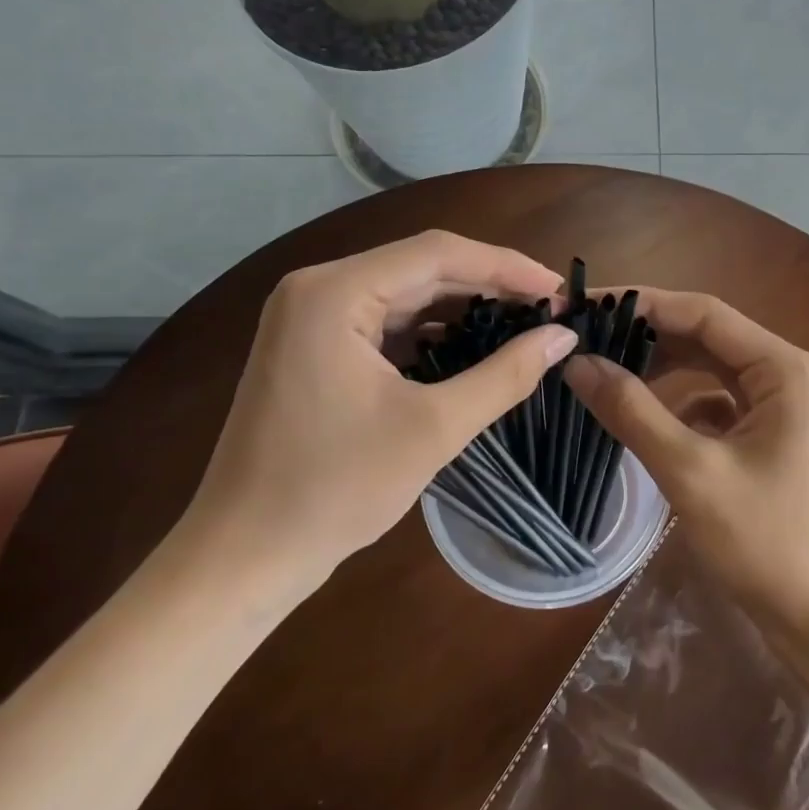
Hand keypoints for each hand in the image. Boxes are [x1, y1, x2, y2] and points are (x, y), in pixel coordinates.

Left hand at [179, 231, 575, 597]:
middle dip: (488, 285)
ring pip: (403, 294)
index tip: (559, 288)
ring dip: (461, 307)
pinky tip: (469, 347)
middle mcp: (316, 288)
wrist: (245, 556)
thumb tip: (563, 337)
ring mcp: (308, 317)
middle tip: (548, 309)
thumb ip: (505, 375)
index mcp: (334, 292)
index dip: (506, 265)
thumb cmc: (336, 490)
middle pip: (420, 267)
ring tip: (520, 324)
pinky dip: (429, 331)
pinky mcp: (311, 346)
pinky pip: (383, 321)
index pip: (437, 253)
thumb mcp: (434, 429)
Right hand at [562, 289, 808, 639]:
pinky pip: (721, 407)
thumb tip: (576, 363)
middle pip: (708, 338)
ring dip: (663, 373)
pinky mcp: (776, 441)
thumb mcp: (692, 473)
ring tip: (606, 375)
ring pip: (713, 372)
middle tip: (586, 341)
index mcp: (785, 369)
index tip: (586, 306)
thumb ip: (632, 411)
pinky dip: (683, 408)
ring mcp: (786, 410)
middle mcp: (790, 376)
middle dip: (648, 338)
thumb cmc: (770, 544)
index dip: (642, 304)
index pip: (704, 313)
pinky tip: (651, 426)